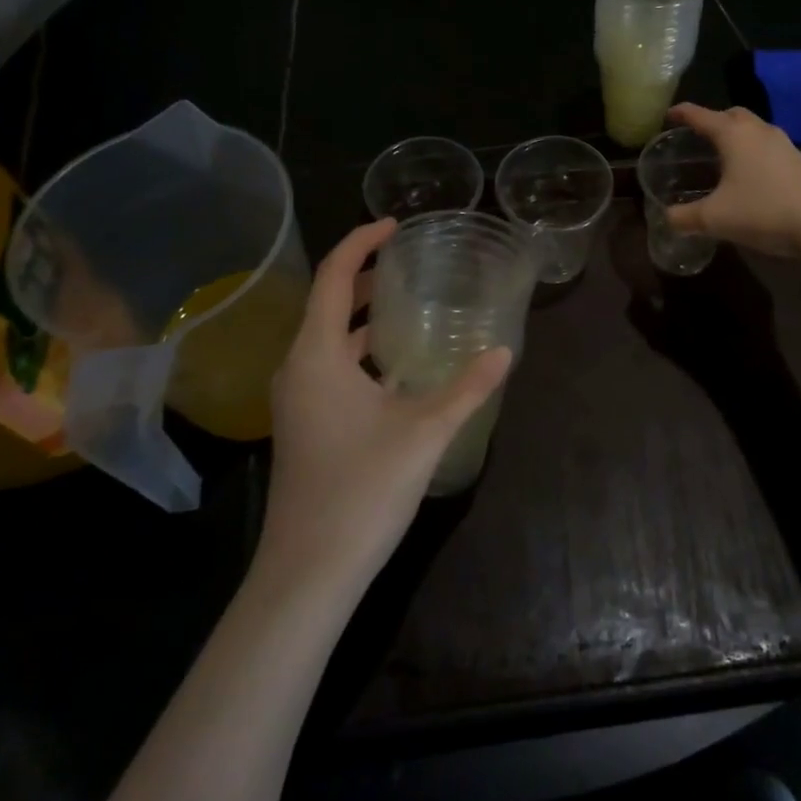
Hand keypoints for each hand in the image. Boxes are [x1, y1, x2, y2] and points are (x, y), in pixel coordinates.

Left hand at [255, 219, 511, 594]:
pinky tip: (396, 367)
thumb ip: (467, 387)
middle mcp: (297, 369)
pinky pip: (329, 367)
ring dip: (360, 316)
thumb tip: (503, 351)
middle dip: (363, 277)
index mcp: (316, 356)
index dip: (360, 243)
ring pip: (327, 339)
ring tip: (406, 304)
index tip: (395, 226)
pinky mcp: (304, 426)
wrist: (308, 574)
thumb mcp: (425, 432)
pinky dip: (358, 350)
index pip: (331, 277)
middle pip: (325, 303)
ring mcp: (296, 401)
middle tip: (408, 263)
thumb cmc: (361, 490)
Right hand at [664, 103, 800, 256]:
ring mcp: (783, 144)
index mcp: (733, 134)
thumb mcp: (715, 218)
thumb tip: (666, 218)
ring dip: (735, 137)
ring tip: (721, 156)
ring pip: (752, 130)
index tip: (668, 114)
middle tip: (696, 136)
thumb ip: (685, 217)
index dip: (681, 113)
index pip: (700, 115)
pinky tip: (748, 176)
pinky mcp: (799, 161)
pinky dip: (751, 152)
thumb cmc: (763, 210)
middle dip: (712, 121)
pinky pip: (767, 146)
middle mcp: (758, 130)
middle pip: (731, 114)